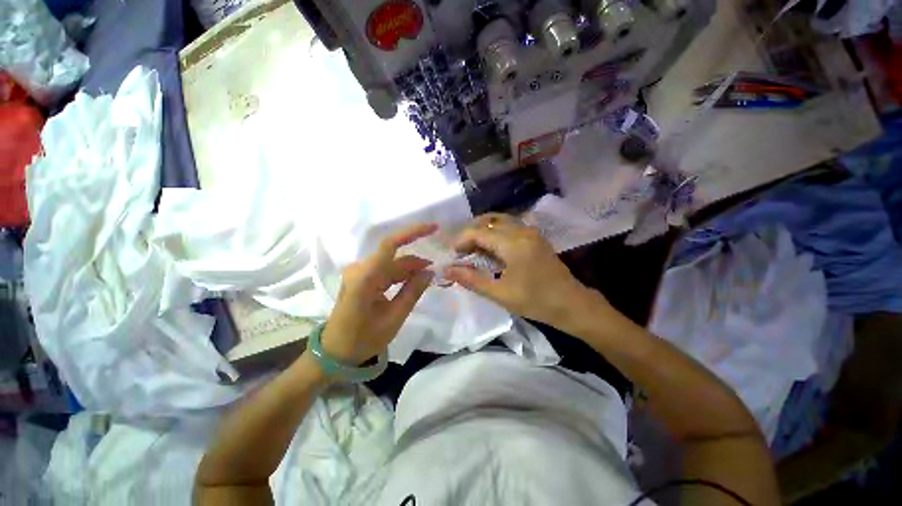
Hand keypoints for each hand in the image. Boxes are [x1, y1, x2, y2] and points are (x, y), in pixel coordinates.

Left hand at [320, 223, 436, 364]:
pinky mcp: (361, 278)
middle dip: (417, 261)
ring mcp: (359, 273)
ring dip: (410, 269)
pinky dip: (402, 274)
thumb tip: (430, 272)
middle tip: (437, 270)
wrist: (335, 352)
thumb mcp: (394, 318)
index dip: (412, 232)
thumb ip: (413, 291)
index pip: (390, 244)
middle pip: (394, 256)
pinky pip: (386, 270)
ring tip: (428, 278)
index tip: (434, 228)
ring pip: (392, 263)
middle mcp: (360, 269)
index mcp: (365, 278)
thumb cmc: (363, 339)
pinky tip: (414, 281)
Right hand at [443, 214, 598, 325]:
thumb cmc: (535, 301)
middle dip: (471, 233)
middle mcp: (522, 231)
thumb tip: (446, 271)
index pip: (479, 232)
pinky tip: (491, 249)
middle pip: (489, 221)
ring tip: (473, 249)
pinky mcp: (535, 237)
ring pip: (500, 221)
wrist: (572, 304)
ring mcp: (531, 232)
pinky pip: (509, 226)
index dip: (461, 240)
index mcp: (513, 243)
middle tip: (461, 251)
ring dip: (483, 231)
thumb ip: (471, 279)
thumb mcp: (500, 294)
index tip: (452, 255)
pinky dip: (495, 233)